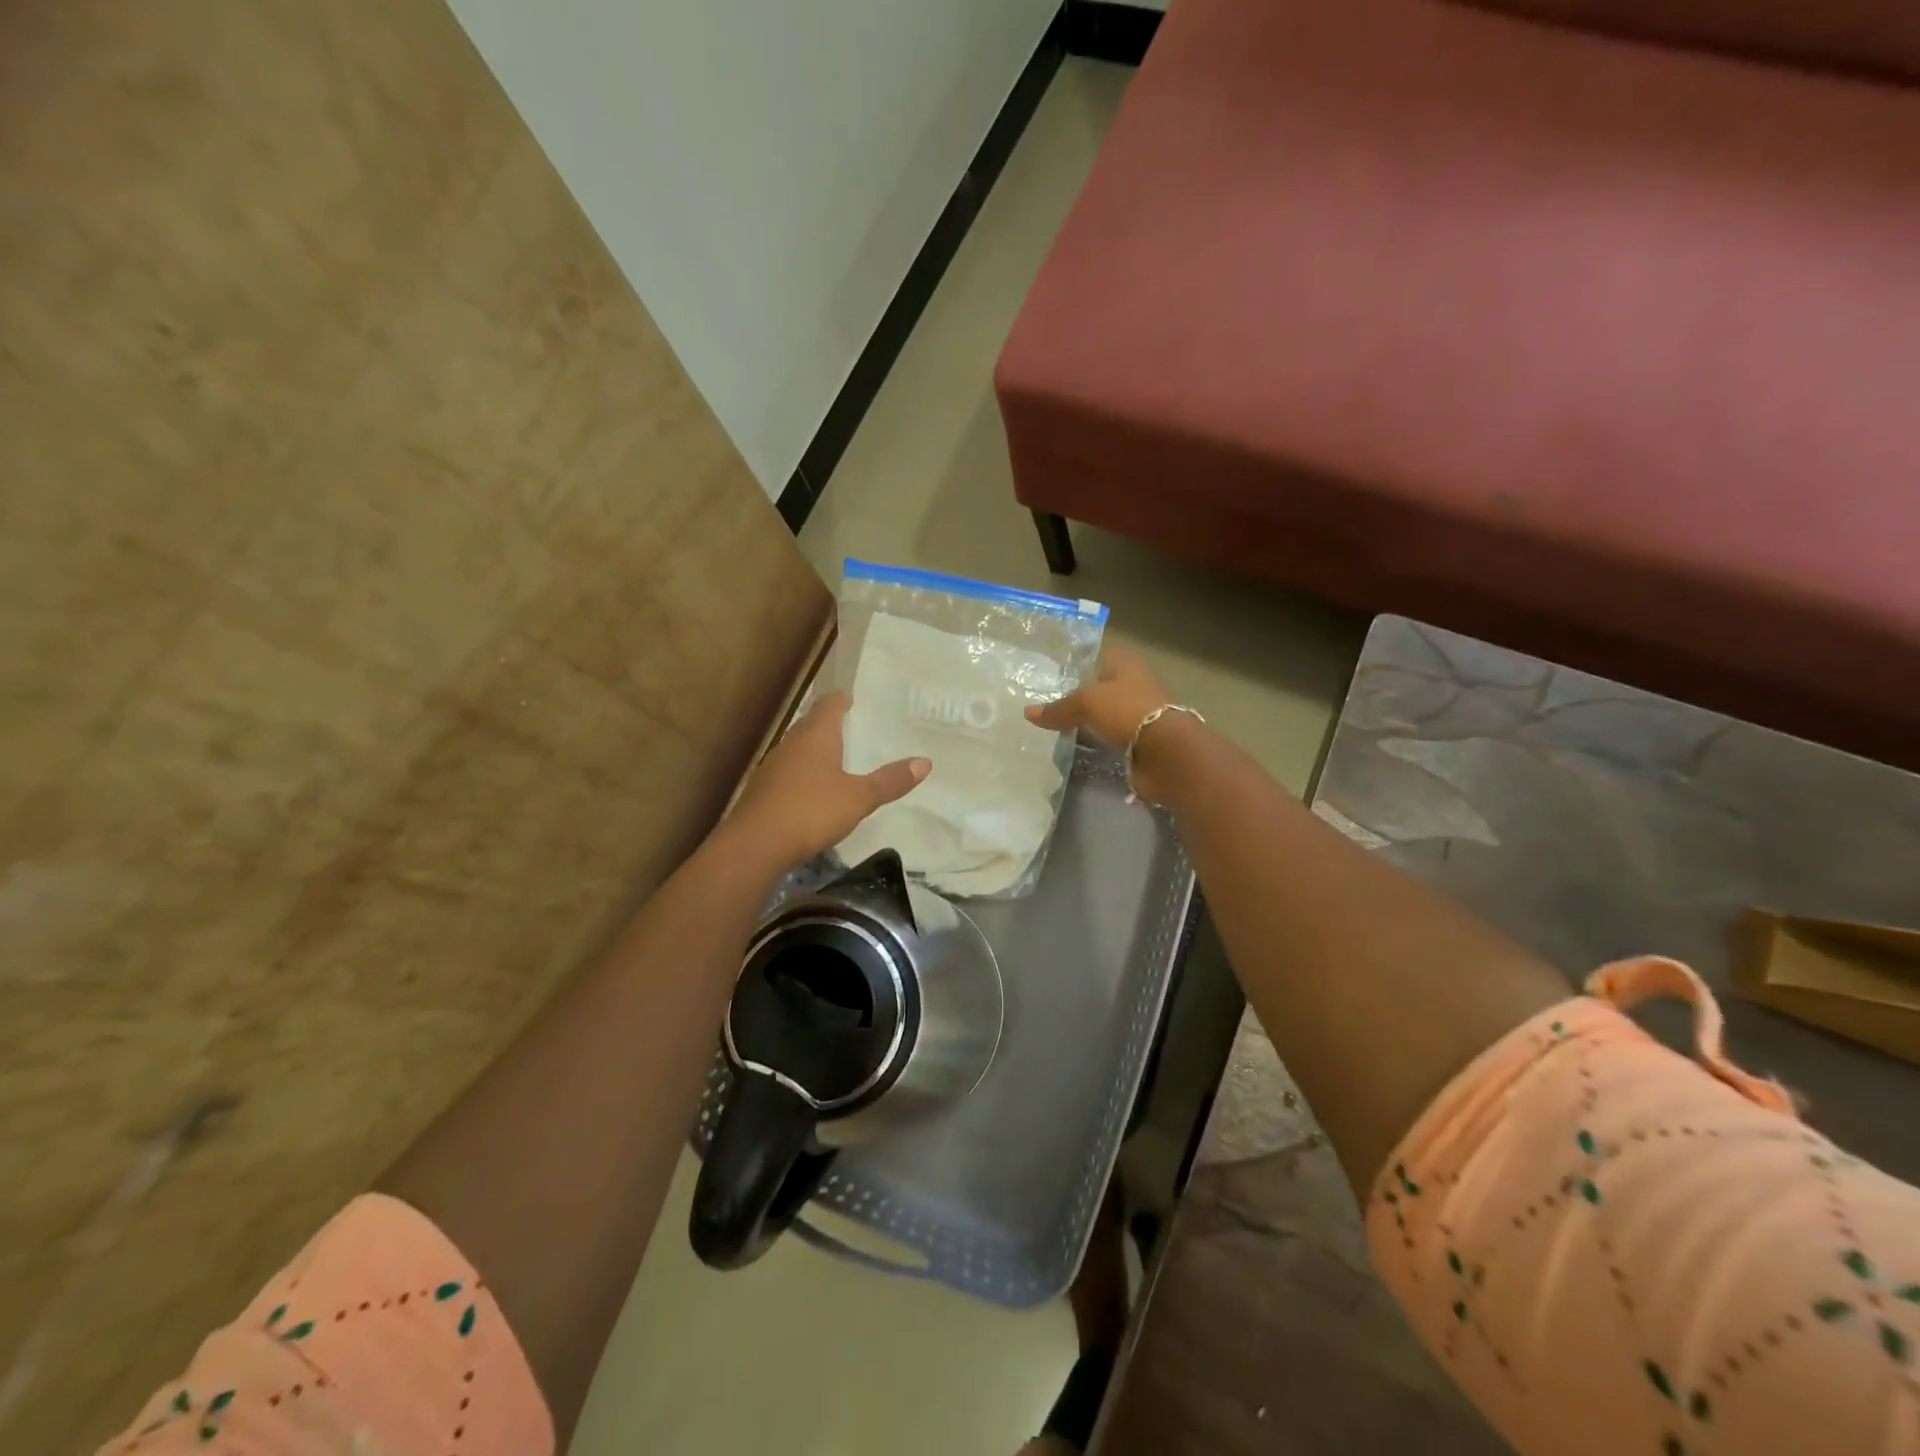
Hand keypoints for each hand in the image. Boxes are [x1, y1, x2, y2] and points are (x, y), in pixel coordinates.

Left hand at [728, 692, 929, 868]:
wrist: (755, 844)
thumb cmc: (811, 811)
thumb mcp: (859, 798)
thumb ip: (890, 781)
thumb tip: (925, 762)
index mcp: (816, 736)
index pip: (829, 705)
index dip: (841, 700)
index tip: (852, 697)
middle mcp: (791, 743)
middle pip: (811, 725)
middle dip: (829, 724)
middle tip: (850, 726)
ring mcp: (772, 766)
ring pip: (797, 749)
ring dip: (814, 750)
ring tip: (835, 757)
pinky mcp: (762, 791)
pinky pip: (787, 772)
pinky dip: (803, 774)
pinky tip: (812, 790)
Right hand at [1025, 644, 1172, 747]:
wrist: (1167, 753)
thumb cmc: (1127, 711)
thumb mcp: (1086, 703)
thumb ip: (1058, 709)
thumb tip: (1027, 713)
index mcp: (1126, 665)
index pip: (1101, 656)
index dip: (1081, 663)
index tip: (1056, 674)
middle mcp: (1135, 686)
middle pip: (1103, 688)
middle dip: (1082, 696)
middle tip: (1050, 706)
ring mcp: (1139, 716)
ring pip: (1107, 715)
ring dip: (1090, 723)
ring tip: (1057, 730)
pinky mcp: (1140, 744)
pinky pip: (1112, 740)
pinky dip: (1098, 744)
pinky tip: (1078, 749)